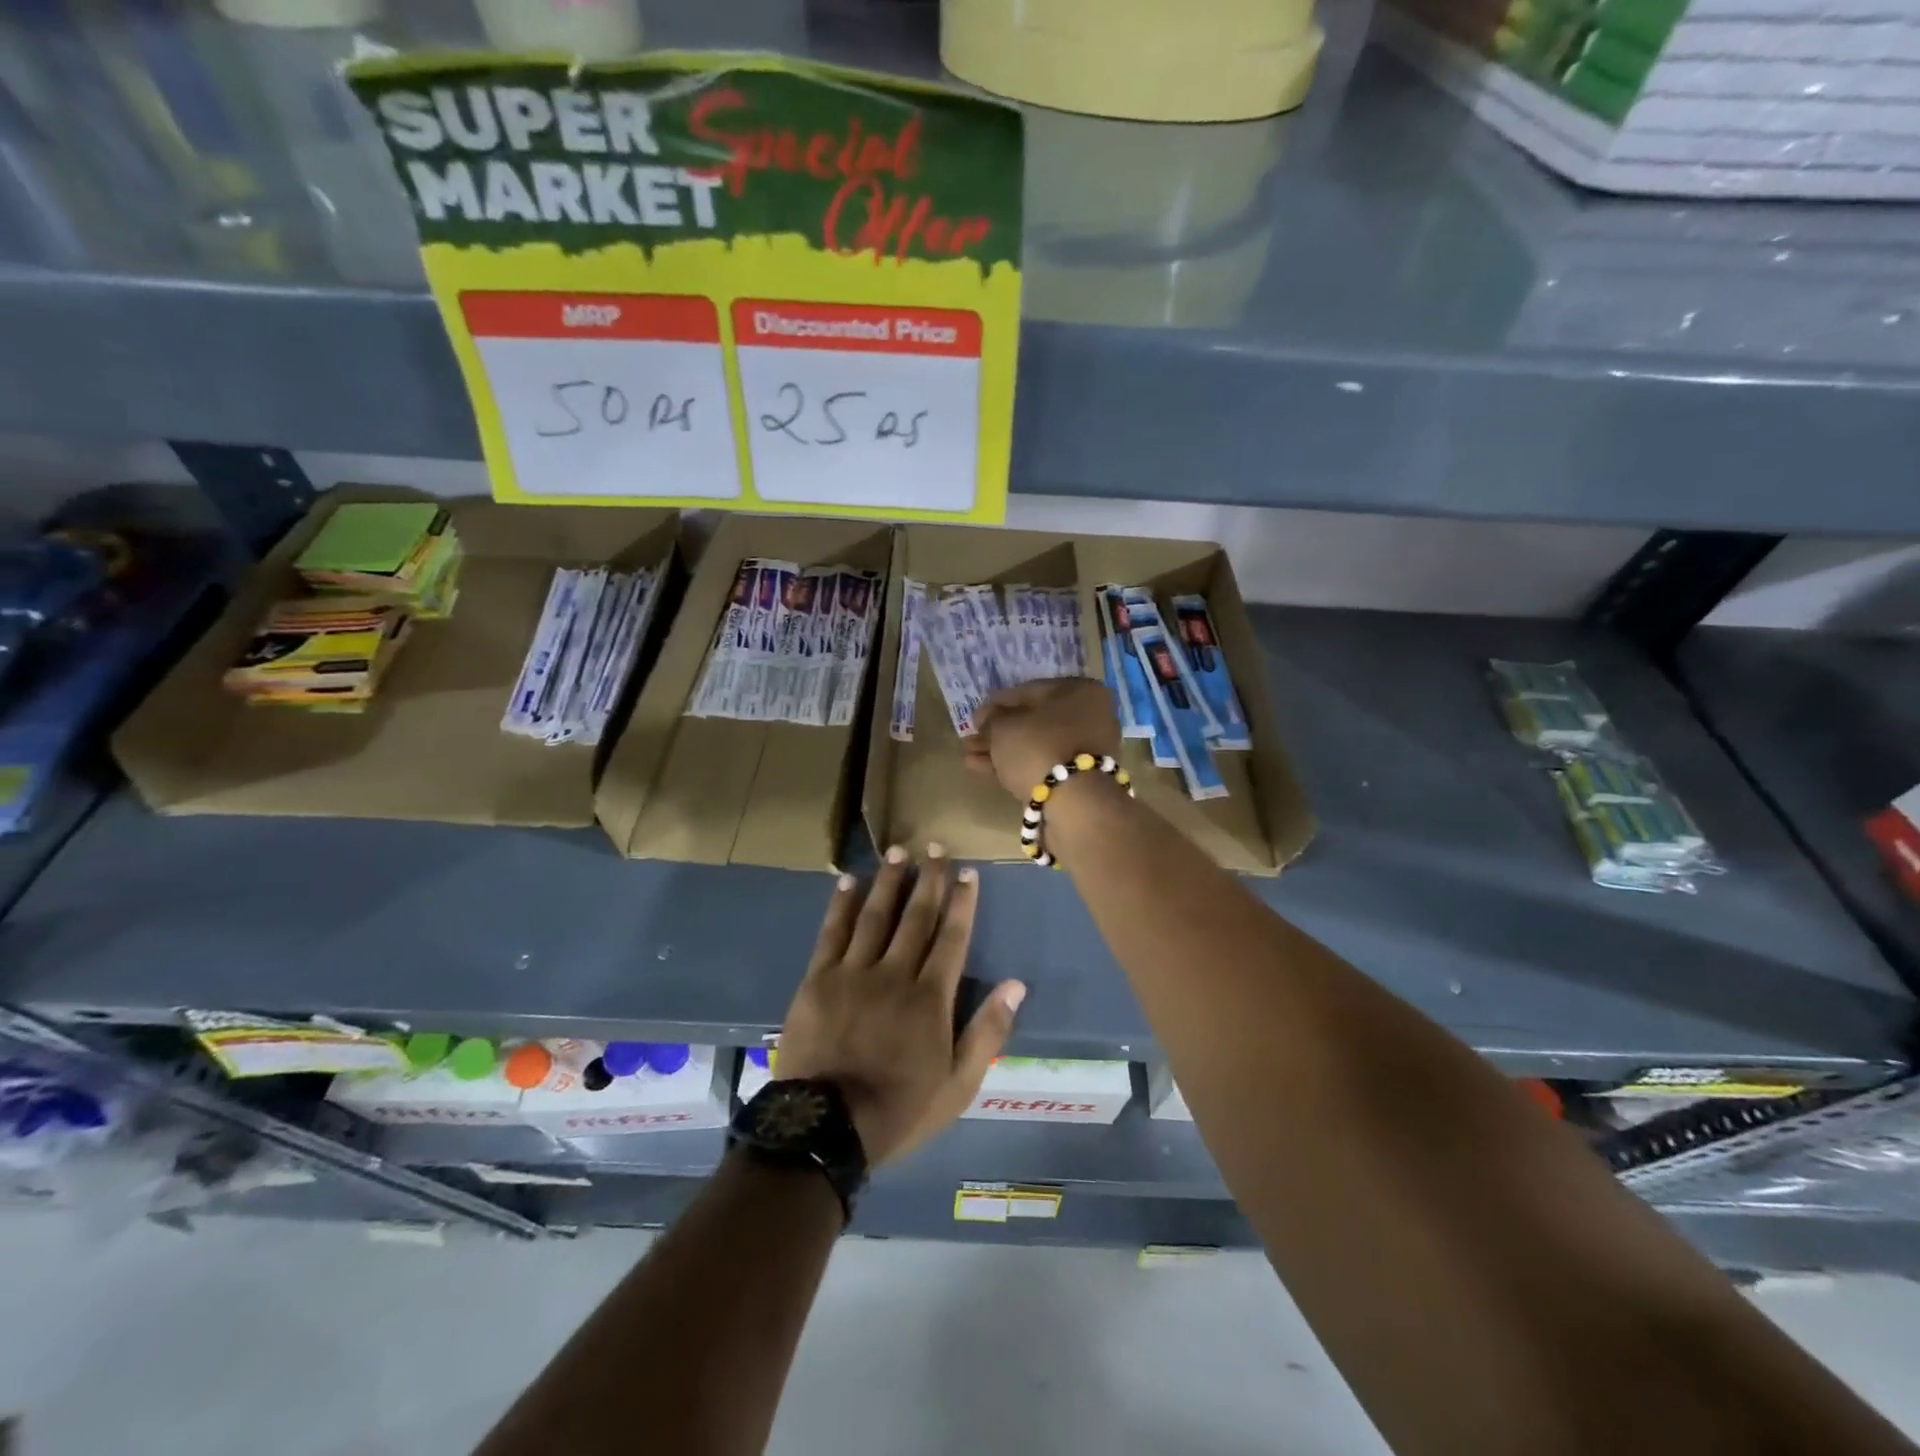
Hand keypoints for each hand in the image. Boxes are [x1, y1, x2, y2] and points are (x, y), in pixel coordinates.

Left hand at [777, 846, 1025, 1165]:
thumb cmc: (899, 1109)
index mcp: (930, 998)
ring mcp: (853, 973)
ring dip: (889, 882)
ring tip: (898, 852)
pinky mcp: (818, 980)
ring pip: (876, 916)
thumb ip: (987, 1032)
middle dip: (929, 879)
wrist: (825, 1128)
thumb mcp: (958, 1085)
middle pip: (916, 917)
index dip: (962, 902)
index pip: (952, 938)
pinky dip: (841, 906)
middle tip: (936, 847)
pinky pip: (832, 933)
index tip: (968, 872)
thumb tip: (1016, 985)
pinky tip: (848, 882)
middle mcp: (895, 974)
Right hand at [962, 678, 1121, 801]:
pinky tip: (982, 768)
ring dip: (1001, 750)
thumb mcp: (1004, 727)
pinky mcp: (1078, 779)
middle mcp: (1089, 716)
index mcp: (1080, 691)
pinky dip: (1014, 765)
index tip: (975, 716)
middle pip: (1033, 721)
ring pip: (1035, 745)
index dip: (997, 702)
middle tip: (971, 738)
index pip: (1030, 691)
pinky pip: (1041, 765)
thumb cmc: (1039, 747)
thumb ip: (991, 719)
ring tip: (969, 756)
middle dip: (998, 731)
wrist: (1074, 804)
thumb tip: (986, 718)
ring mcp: (1086, 750)